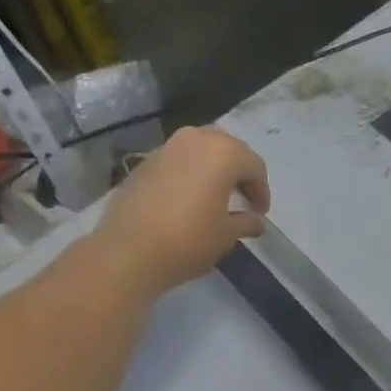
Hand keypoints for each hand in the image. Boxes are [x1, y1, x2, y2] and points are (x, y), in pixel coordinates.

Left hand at [98, 126, 270, 292]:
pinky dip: (191, 172)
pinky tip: (189, 197)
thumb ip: (246, 222)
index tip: (260, 213)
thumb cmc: (190, 240)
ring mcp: (167, 147)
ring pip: (201, 149)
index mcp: (224, 154)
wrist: (129, 250)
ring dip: (214, 168)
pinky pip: (179, 159)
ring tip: (216, 195)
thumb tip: (255, 221)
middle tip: (243, 198)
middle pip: (228, 149)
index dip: (261, 190)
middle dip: (240, 171)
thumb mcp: (227, 235)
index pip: (255, 166)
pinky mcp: (145, 160)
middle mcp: (196, 139)